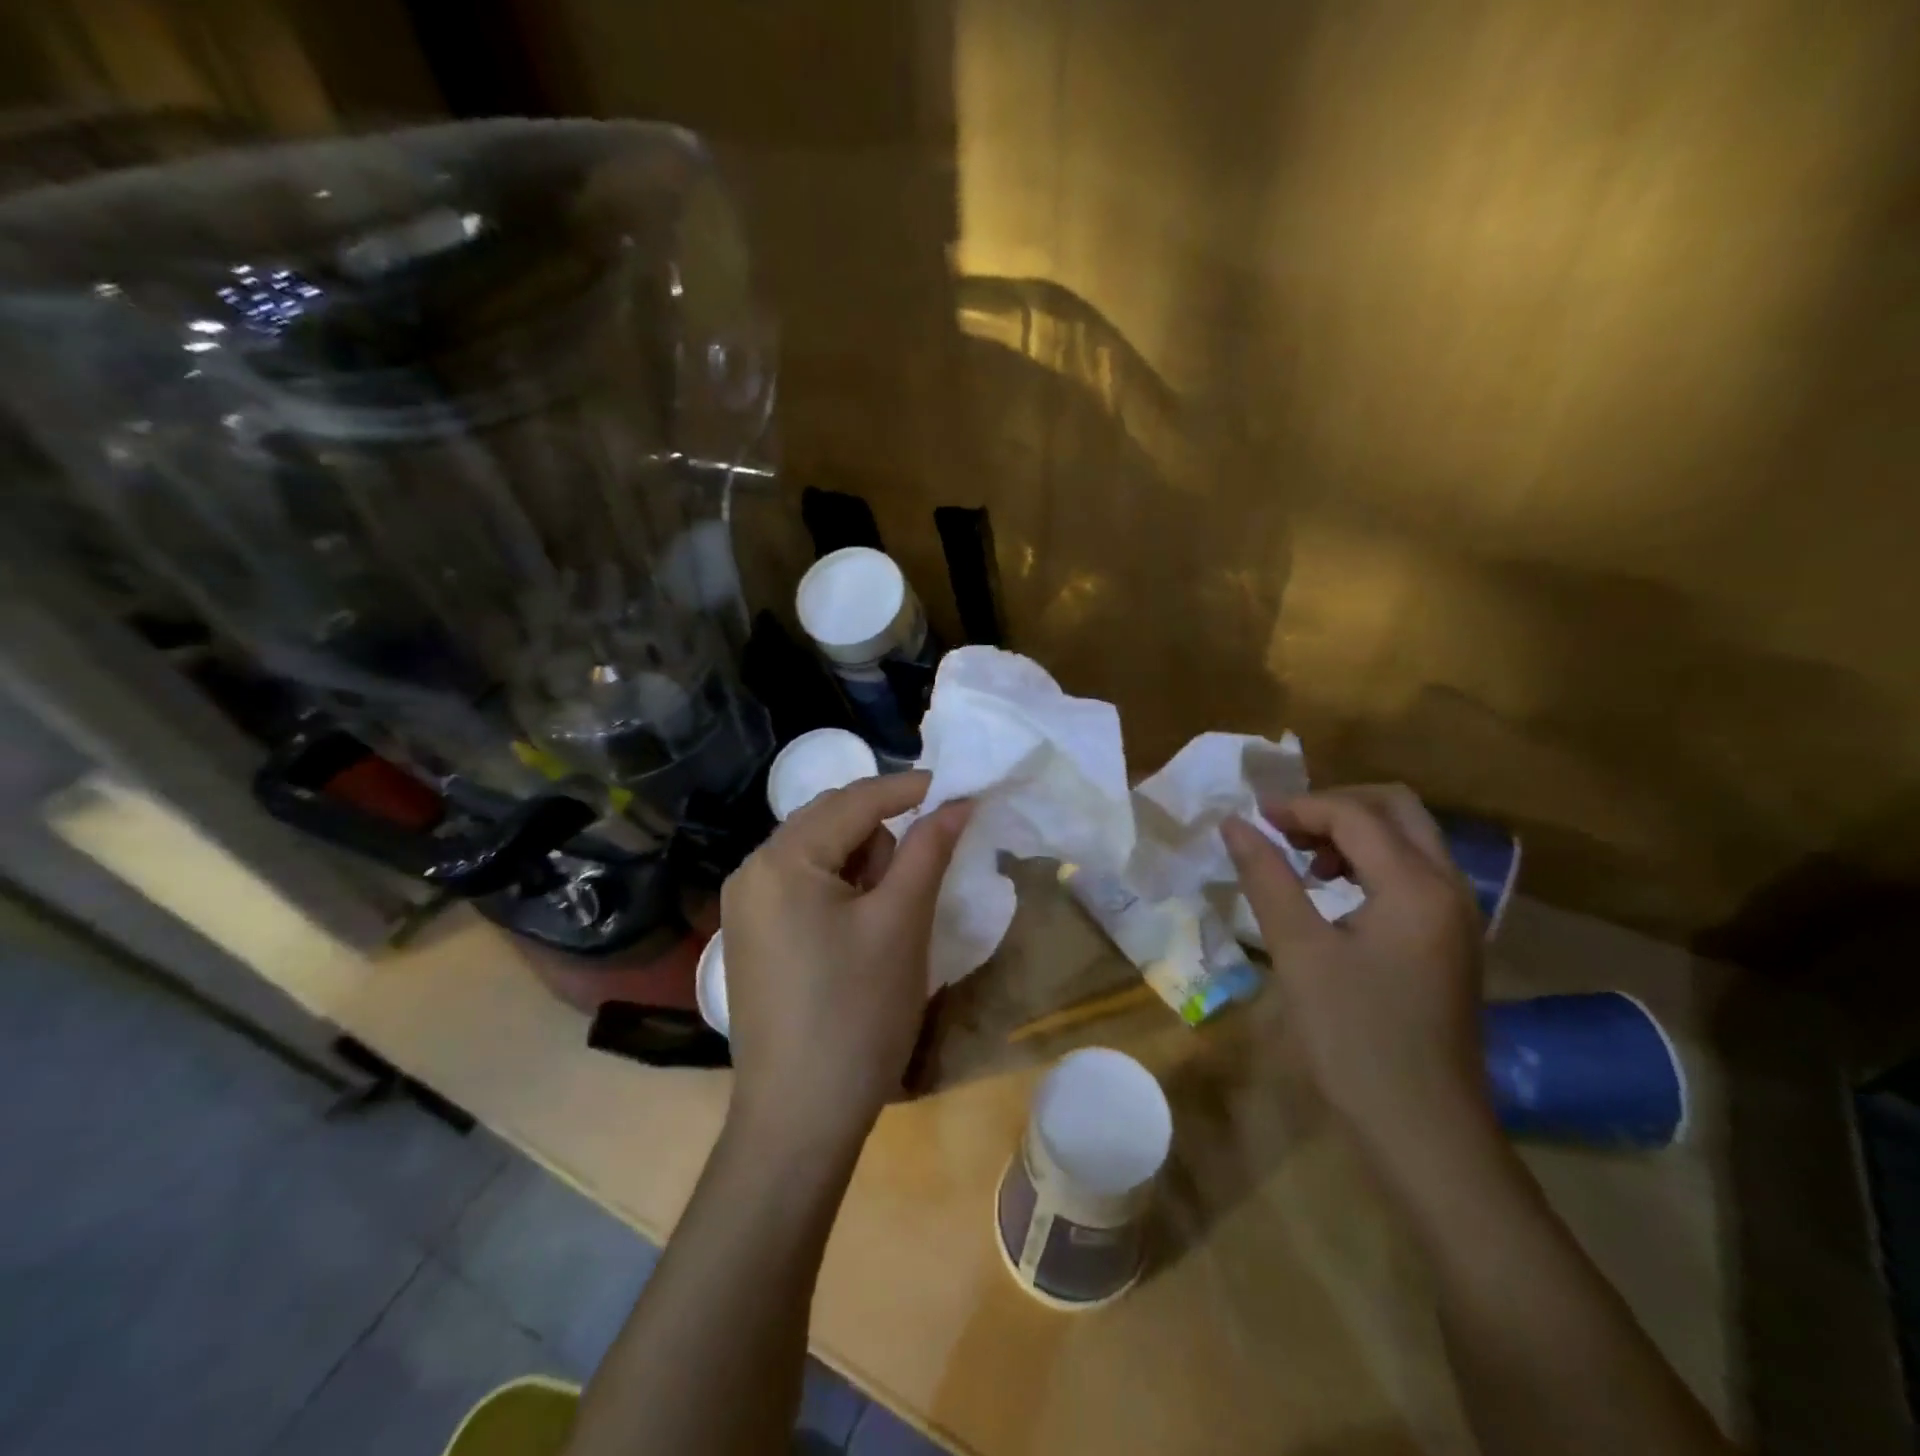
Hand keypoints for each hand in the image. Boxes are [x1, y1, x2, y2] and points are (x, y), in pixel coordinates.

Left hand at [719, 771, 969, 1148]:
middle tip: (918, 878)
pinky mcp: (753, 937)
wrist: (798, 1121)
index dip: (910, 788)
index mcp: (781, 859)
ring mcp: (746, 907)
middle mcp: (752, 871)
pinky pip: (804, 887)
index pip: (855, 799)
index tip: (958, 789)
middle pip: (831, 821)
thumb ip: (928, 849)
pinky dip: (841, 891)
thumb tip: (958, 801)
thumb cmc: (857, 1014)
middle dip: (883, 835)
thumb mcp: (902, 923)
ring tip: (886, 920)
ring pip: (820, 854)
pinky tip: (860, 933)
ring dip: (863, 866)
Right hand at [1221, 786, 1489, 1170]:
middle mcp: (1450, 888)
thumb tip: (1234, 824)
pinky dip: (1371, 863)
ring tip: (1303, 861)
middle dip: (1335, 806)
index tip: (1251, 821)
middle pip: (1397, 809)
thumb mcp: (1299, 951)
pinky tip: (1335, 895)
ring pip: (1409, 840)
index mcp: (1416, 885)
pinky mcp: (1452, 943)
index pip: (1355, 815)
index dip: (1299, 808)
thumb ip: (1267, 878)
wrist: (1425, 1131)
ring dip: (1354, 833)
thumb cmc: (1355, 1038)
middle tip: (1283, 830)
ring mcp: (1458, 917)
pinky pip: (1414, 874)